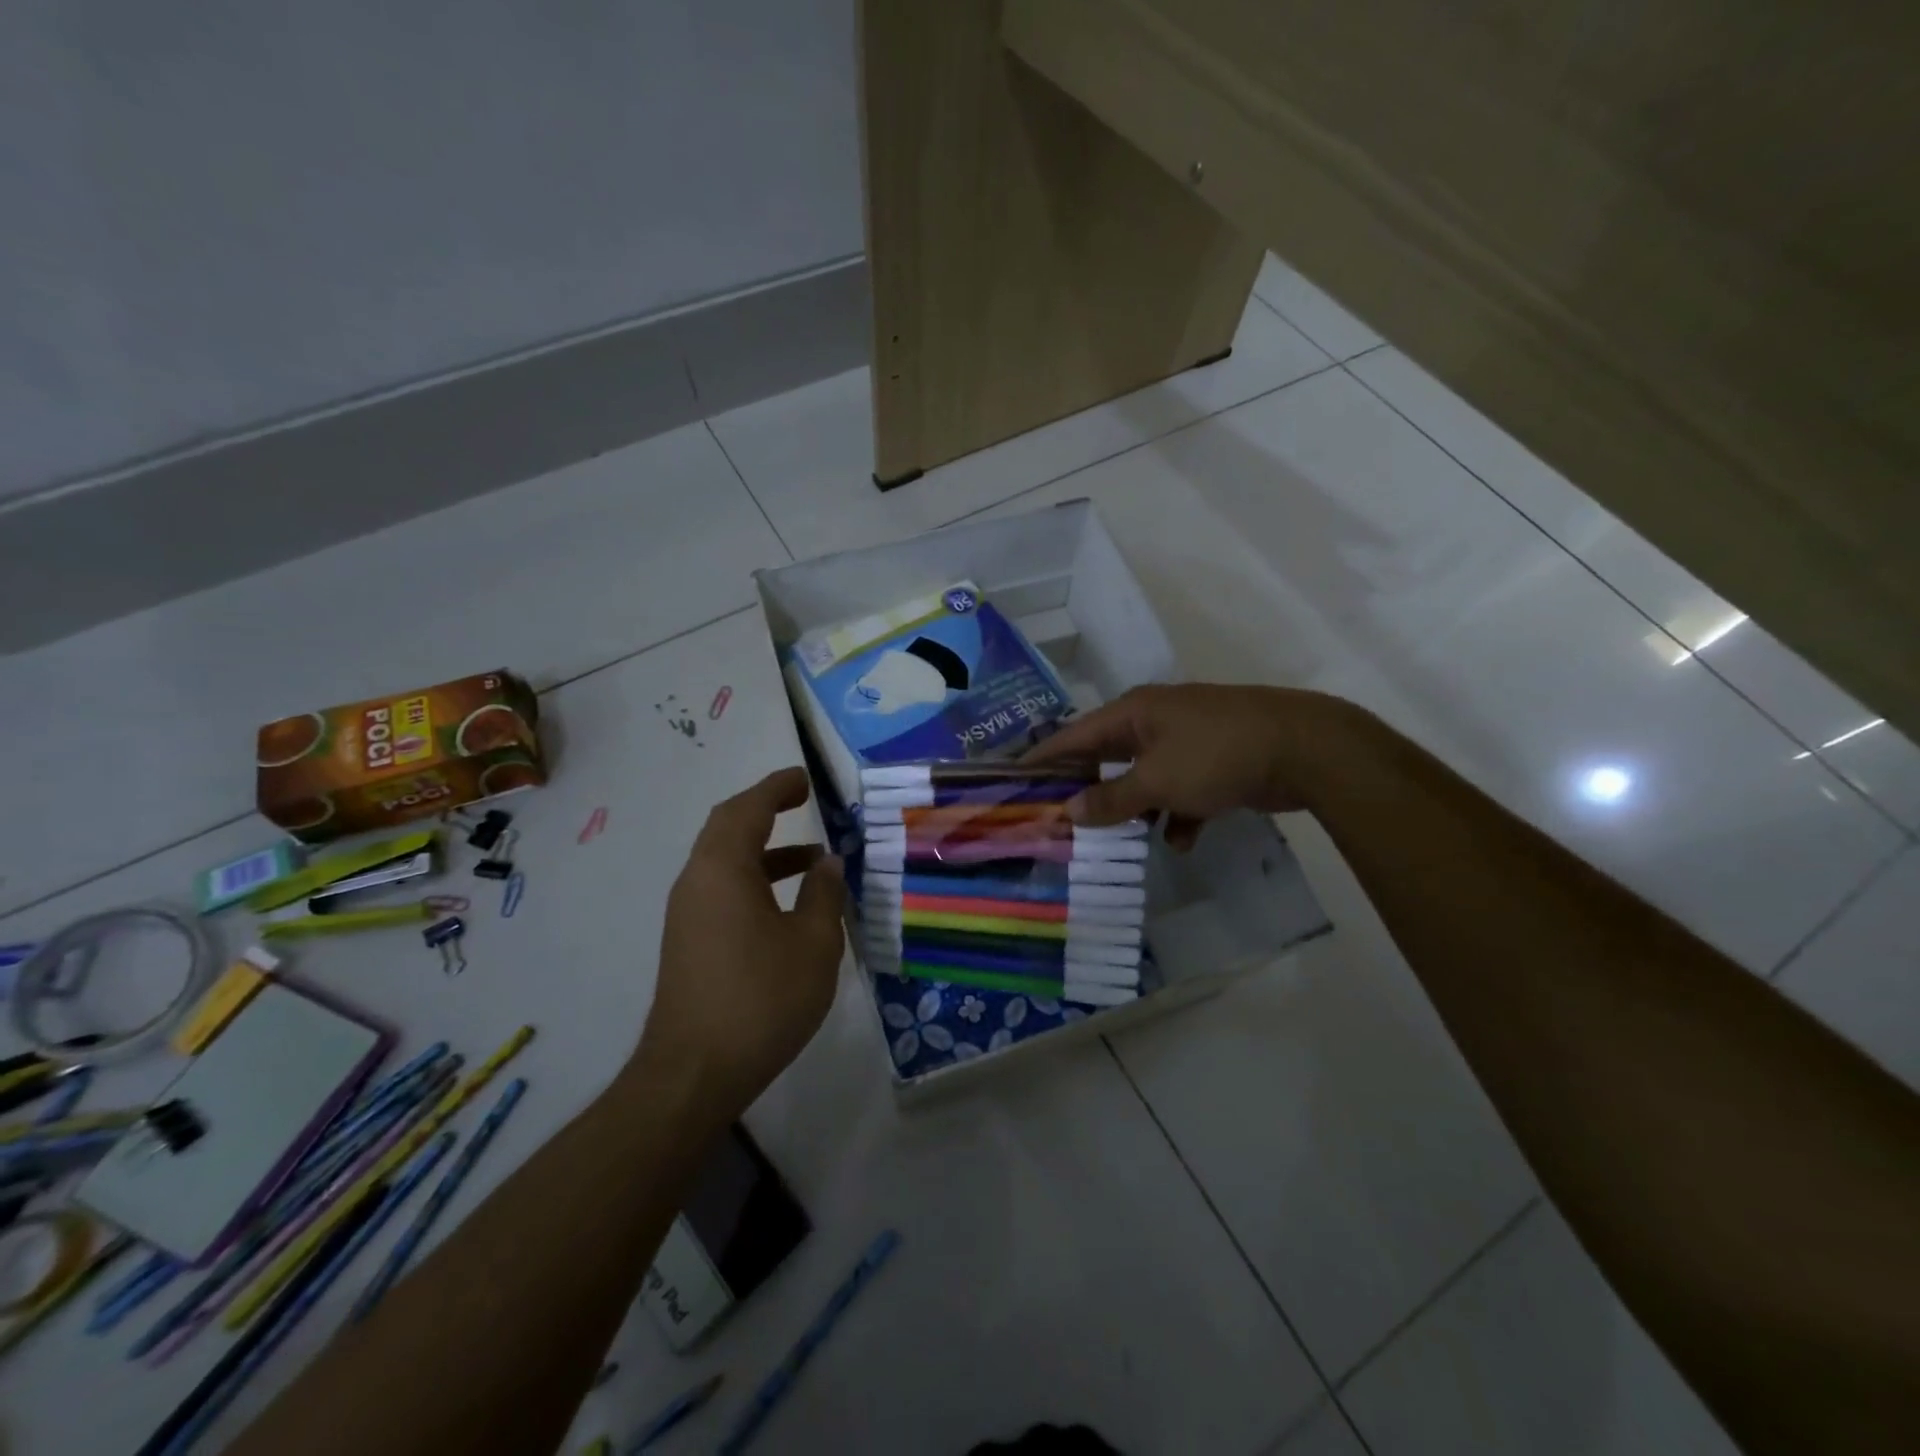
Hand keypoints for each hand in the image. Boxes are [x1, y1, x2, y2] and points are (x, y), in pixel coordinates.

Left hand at [639, 768, 845, 1123]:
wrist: (693, 1073)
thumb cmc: (761, 999)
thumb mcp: (813, 944)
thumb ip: (824, 895)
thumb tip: (828, 863)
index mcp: (723, 869)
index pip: (748, 809)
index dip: (776, 787)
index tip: (803, 777)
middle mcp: (696, 881)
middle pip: (728, 828)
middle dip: (766, 810)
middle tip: (802, 800)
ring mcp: (687, 913)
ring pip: (725, 862)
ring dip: (765, 850)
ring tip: (812, 859)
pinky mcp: (688, 942)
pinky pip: (721, 889)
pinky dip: (754, 880)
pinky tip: (788, 906)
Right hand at [1024, 684, 1372, 846]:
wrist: (1306, 749)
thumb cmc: (1217, 755)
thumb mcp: (1156, 780)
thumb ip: (1110, 799)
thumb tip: (1068, 811)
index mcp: (1134, 713)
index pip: (1074, 735)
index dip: (1043, 758)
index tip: (1014, 780)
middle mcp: (1155, 721)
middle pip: (1107, 756)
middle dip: (1087, 789)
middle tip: (1060, 819)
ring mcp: (1187, 741)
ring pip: (1144, 778)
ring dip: (1133, 807)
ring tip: (1114, 840)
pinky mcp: (1215, 763)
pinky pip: (1180, 791)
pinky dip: (1176, 814)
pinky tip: (1179, 839)